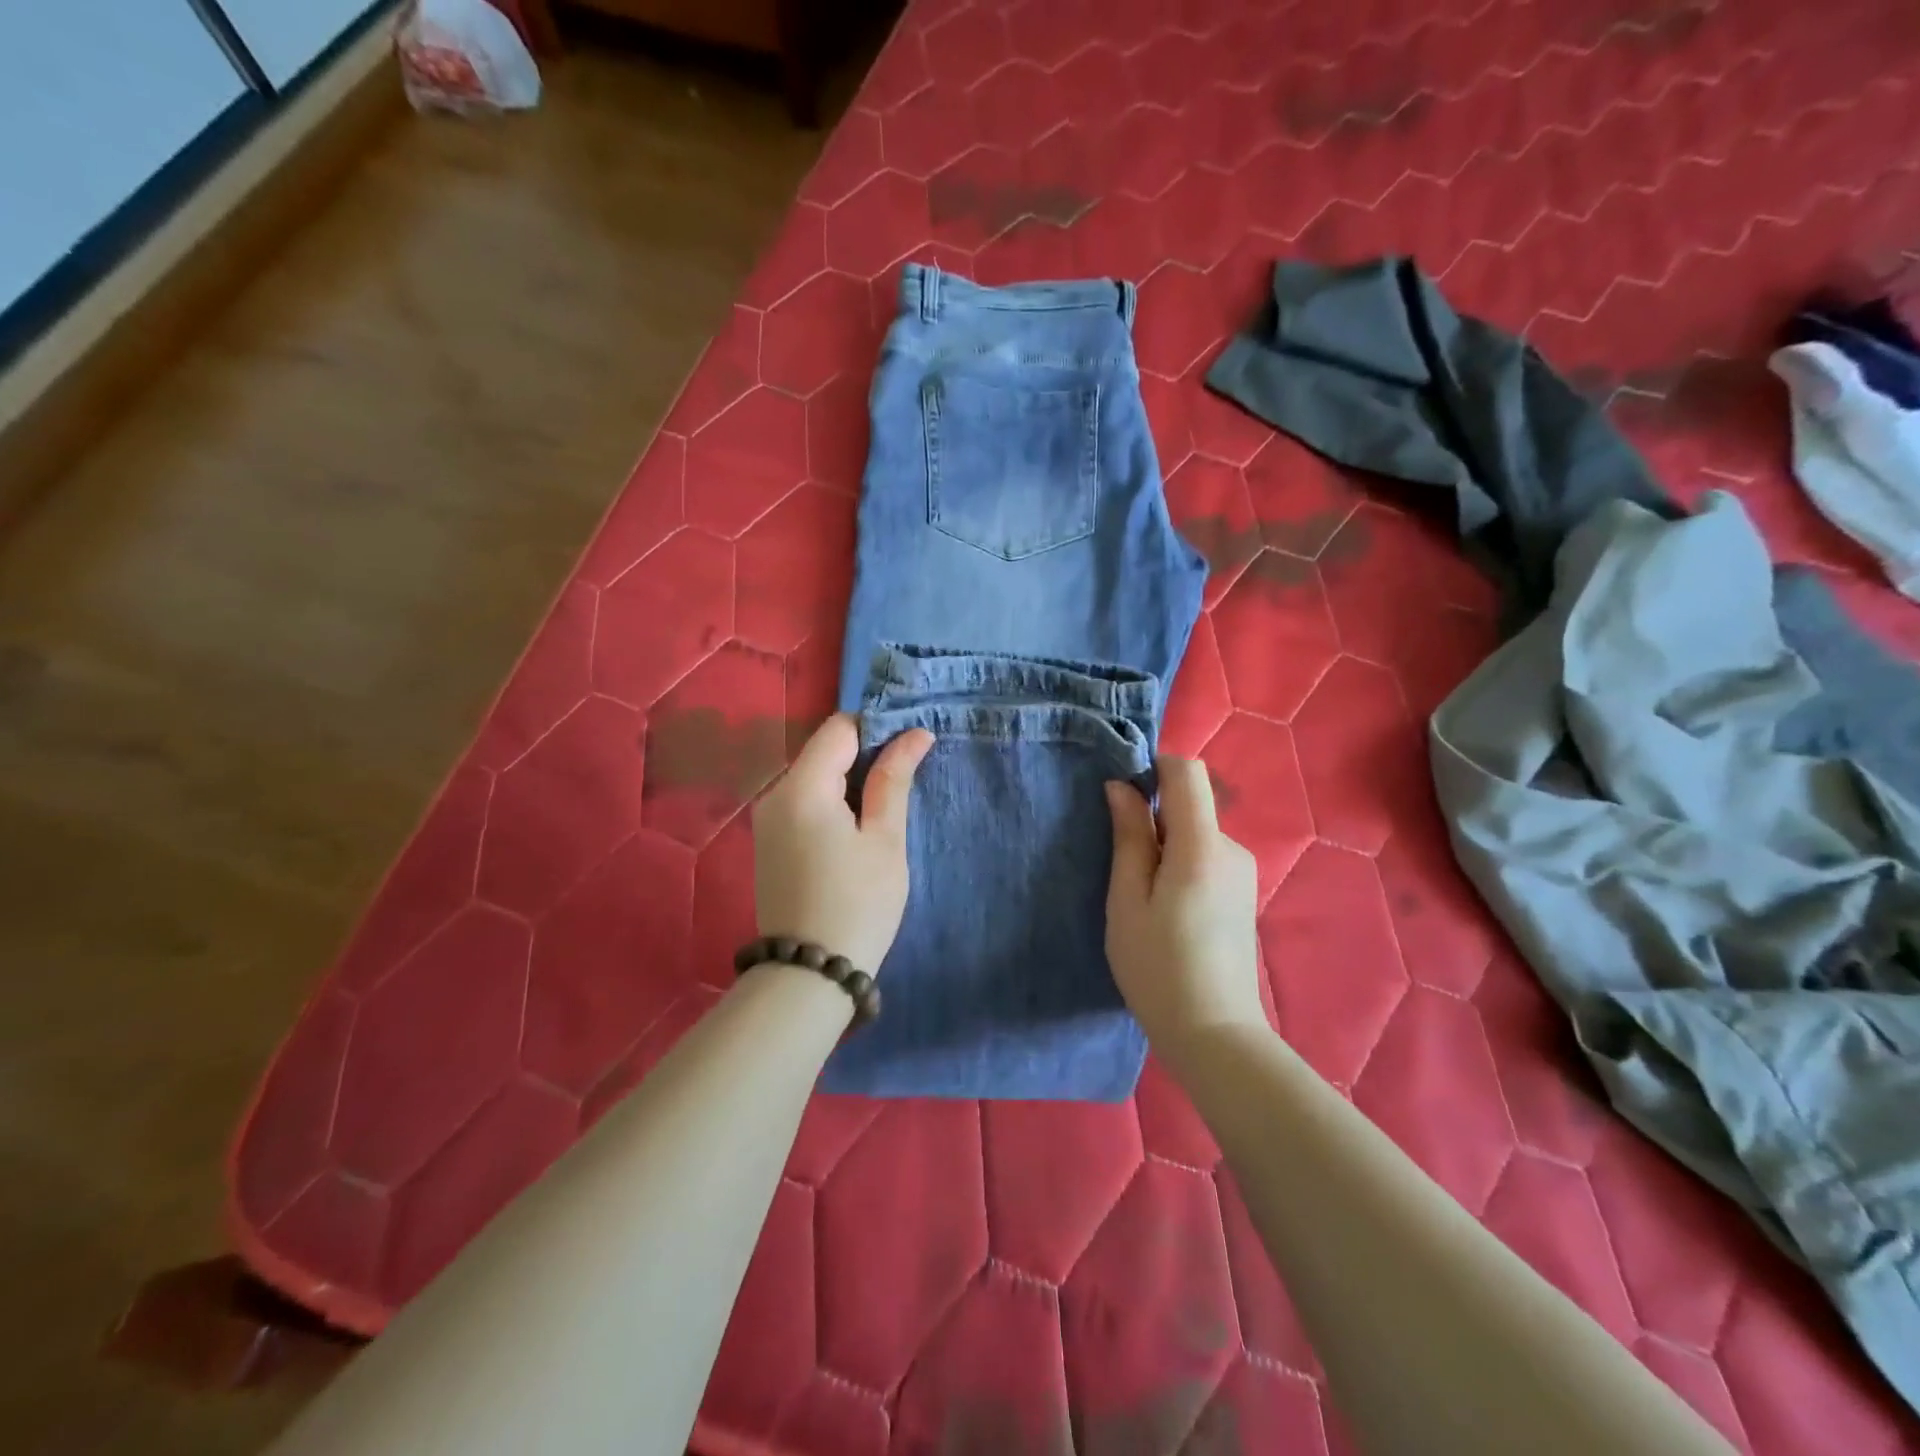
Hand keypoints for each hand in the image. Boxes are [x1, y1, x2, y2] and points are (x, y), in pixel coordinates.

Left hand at [752, 713, 934, 974]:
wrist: (810, 973)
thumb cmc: (858, 903)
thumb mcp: (885, 839)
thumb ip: (894, 779)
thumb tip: (914, 734)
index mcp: (802, 787)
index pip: (839, 728)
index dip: (877, 729)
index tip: (909, 750)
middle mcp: (775, 794)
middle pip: (824, 751)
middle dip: (865, 757)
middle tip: (905, 782)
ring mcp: (768, 819)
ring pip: (815, 777)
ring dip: (850, 782)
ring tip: (886, 810)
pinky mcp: (770, 842)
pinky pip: (805, 803)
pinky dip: (833, 803)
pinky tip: (857, 830)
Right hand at [1105, 757, 1263, 1051]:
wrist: (1214, 1033)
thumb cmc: (1157, 967)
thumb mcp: (1128, 900)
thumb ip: (1130, 837)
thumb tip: (1122, 786)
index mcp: (1202, 847)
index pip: (1188, 773)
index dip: (1154, 769)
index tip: (1123, 797)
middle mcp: (1232, 849)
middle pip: (1190, 805)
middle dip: (1153, 819)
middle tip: (1123, 868)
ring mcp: (1243, 872)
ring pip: (1196, 833)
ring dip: (1165, 847)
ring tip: (1141, 897)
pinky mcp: (1243, 893)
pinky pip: (1206, 857)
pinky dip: (1180, 865)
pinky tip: (1166, 911)